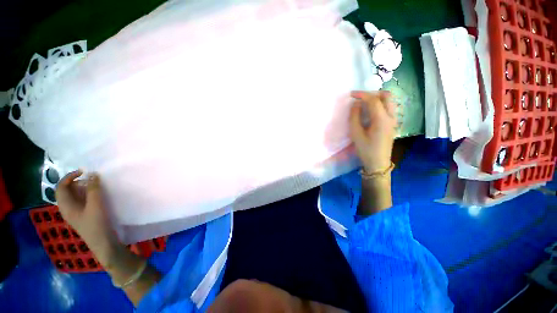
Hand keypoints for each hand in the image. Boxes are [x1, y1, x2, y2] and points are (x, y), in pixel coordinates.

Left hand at [56, 170, 125, 266]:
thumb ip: (94, 189)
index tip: (83, 172)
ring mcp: (74, 213)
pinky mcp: (82, 215)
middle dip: (77, 182)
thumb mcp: (96, 205)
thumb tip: (92, 174)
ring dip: (83, 188)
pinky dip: (86, 195)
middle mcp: (67, 208)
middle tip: (92, 179)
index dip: (69, 177)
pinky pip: (80, 201)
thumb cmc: (96, 224)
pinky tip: (96, 196)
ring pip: (74, 196)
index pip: (61, 187)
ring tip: (95, 186)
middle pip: (66, 191)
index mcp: (65, 206)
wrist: (102, 242)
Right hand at [349, 91, 397, 172]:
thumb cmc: (365, 150)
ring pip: (389, 101)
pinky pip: (388, 108)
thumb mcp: (356, 134)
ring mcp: (394, 120)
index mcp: (381, 119)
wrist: (378, 163)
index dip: (362, 95)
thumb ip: (355, 117)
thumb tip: (356, 104)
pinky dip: (380, 104)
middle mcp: (391, 117)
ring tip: (365, 103)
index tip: (351, 94)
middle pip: (386, 96)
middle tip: (360, 98)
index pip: (373, 100)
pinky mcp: (392, 124)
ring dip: (377, 98)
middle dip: (372, 93)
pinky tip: (371, 111)